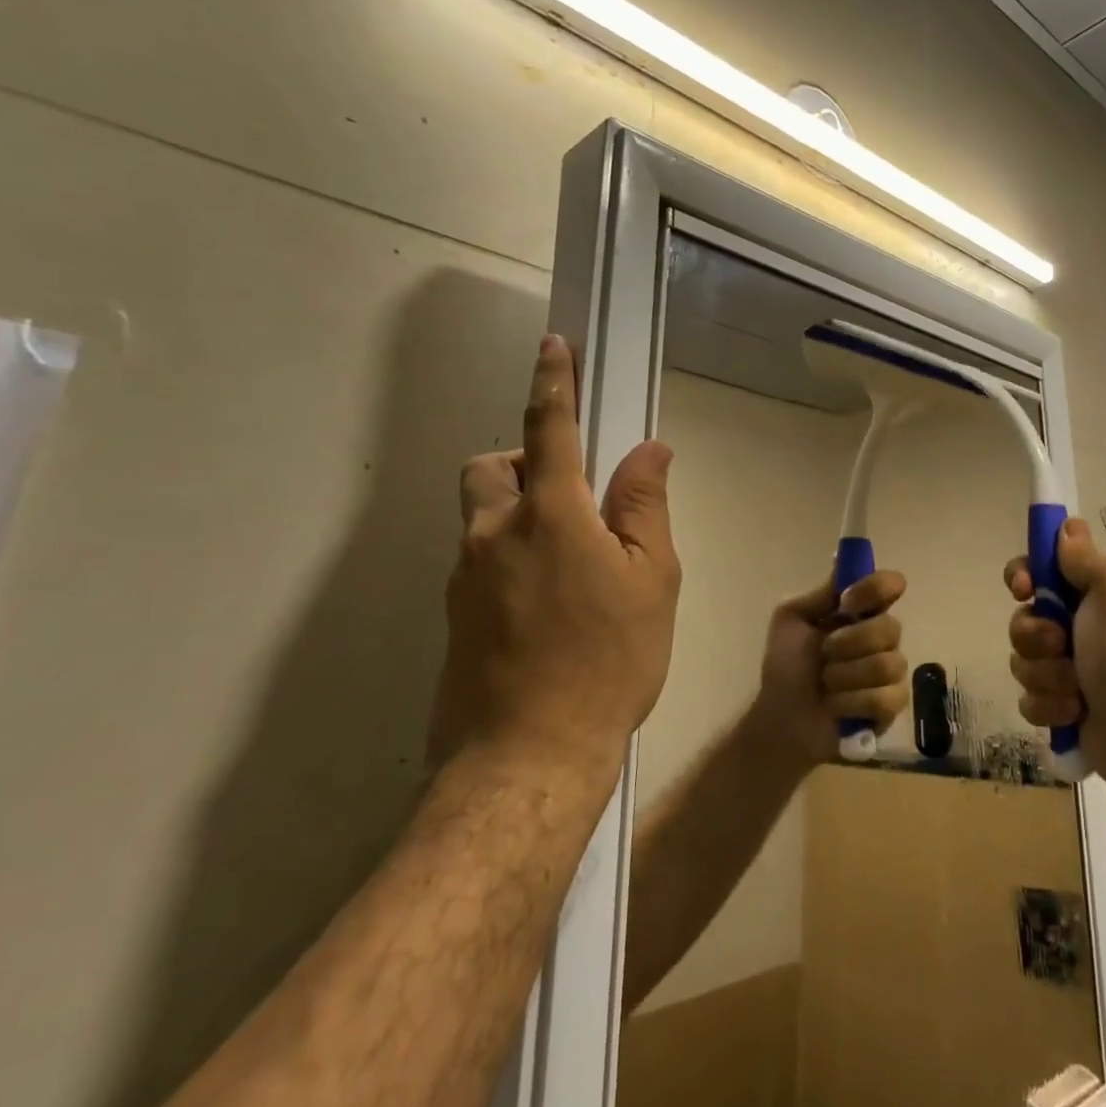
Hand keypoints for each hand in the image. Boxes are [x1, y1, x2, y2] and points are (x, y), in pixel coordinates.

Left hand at [429, 334, 680, 777]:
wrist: (528, 758)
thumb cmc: (608, 661)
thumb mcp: (652, 580)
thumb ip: (644, 507)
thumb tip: (648, 450)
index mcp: (551, 515)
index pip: (549, 429)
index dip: (552, 383)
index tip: (552, 347)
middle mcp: (494, 534)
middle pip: (489, 469)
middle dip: (522, 462)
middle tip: (568, 497)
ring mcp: (464, 577)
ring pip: (480, 518)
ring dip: (516, 515)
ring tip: (567, 565)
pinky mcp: (453, 617)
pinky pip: (479, 563)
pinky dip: (509, 560)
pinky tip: (546, 611)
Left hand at [749, 571, 909, 771]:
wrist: (781, 717)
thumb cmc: (785, 665)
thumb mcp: (792, 619)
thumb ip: (821, 593)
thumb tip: (841, 558)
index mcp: (861, 611)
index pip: (890, 585)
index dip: (875, 589)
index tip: (847, 602)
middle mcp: (881, 637)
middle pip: (891, 626)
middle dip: (849, 642)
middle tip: (824, 653)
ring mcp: (890, 672)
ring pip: (887, 664)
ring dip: (846, 676)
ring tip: (826, 684)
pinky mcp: (892, 707)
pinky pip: (885, 698)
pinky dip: (852, 702)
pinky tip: (837, 707)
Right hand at [1005, 518, 1105, 790]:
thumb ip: (1084, 556)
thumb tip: (1067, 530)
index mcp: (1088, 593)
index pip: (1038, 569)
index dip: (1023, 575)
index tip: (1025, 587)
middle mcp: (1074, 626)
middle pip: (1022, 618)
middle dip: (1034, 634)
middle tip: (1060, 643)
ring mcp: (1064, 668)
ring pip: (1022, 660)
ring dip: (1046, 673)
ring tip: (1075, 686)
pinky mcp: (1058, 706)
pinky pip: (1029, 699)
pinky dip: (1050, 705)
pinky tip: (1075, 710)